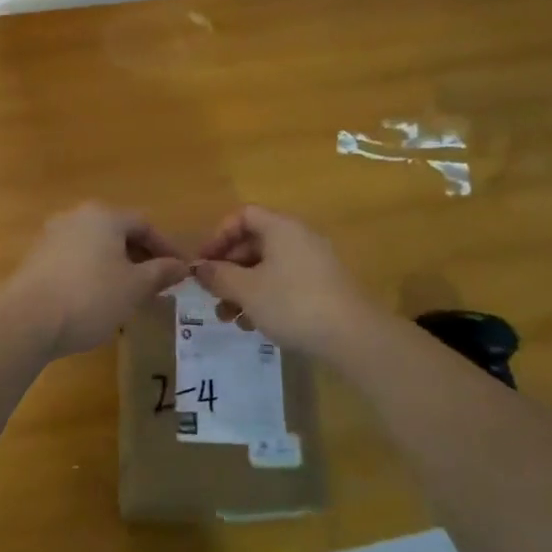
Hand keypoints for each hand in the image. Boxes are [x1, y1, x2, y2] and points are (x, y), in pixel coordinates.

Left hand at [1, 204, 191, 358]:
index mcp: (103, 216)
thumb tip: (181, 266)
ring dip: (117, 266)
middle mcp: (76, 217)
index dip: (166, 247)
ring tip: (130, 295)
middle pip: (117, 232)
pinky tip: (98, 299)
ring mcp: (52, 236)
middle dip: (141, 257)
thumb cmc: (91, 297)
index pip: (144, 224)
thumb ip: (160, 272)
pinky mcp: (36, 259)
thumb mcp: (135, 287)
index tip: (181, 271)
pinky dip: (93, 273)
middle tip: (157, 284)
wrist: (27, 320)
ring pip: (95, 247)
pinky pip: (75, 260)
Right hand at [194, 205, 375, 358]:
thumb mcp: (247, 290)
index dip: (219, 235)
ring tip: (227, 317)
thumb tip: (198, 268)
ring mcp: (313, 264)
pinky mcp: (322, 288)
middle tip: (211, 293)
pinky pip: (284, 283)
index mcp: (281, 228)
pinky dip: (264, 298)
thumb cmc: (292, 303)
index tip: (204, 262)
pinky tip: (253, 325)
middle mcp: (299, 238)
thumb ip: (218, 276)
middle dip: (228, 268)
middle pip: (254, 243)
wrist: (353, 336)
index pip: (243, 215)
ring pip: (267, 267)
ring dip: (242, 288)